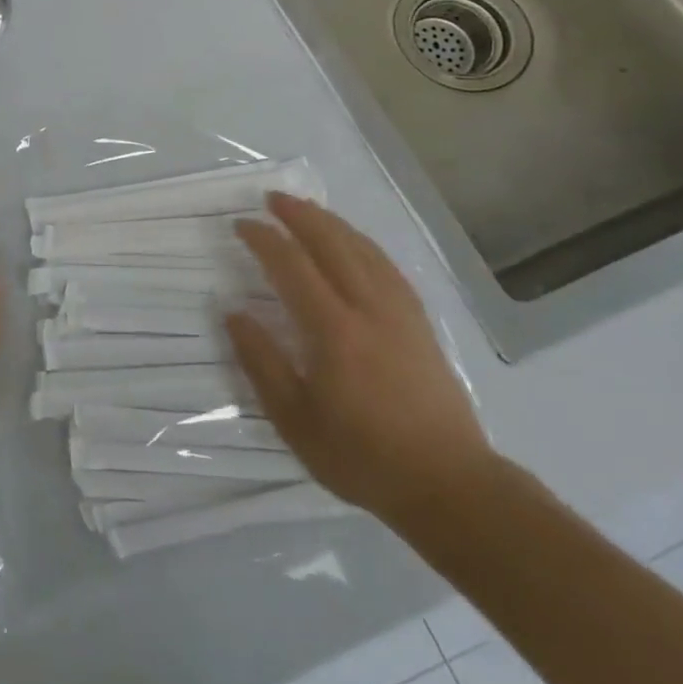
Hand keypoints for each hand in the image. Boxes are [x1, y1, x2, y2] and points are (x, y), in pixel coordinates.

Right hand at [225, 193, 491, 528]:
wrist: (449, 484)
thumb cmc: (362, 456)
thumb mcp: (294, 420)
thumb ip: (261, 362)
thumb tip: (233, 313)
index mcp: (333, 331)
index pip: (292, 267)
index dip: (264, 240)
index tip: (241, 225)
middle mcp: (368, 309)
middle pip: (332, 244)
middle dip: (299, 215)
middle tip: (272, 199)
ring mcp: (400, 313)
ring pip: (363, 250)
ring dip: (331, 223)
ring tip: (307, 209)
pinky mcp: (420, 323)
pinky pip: (387, 267)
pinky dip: (363, 244)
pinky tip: (354, 243)